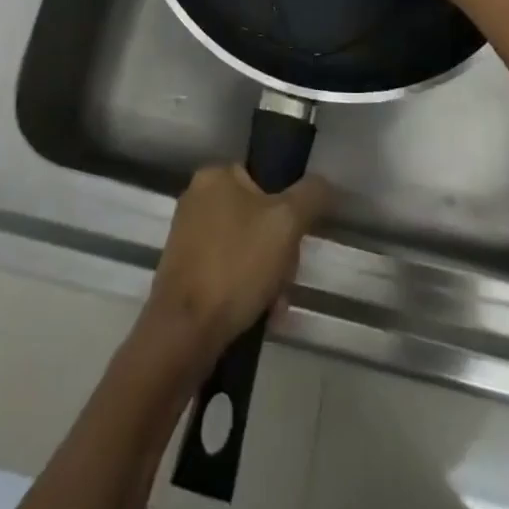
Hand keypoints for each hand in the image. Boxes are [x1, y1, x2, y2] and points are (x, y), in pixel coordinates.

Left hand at [143, 165, 330, 362]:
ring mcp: (188, 238)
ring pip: (247, 250)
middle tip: (286, 279)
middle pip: (259, 219)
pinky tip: (261, 316)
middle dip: (280, 253)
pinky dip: (247, 292)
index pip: (267, 181)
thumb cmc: (235, 265)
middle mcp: (197, 200)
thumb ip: (311, 195)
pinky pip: (229, 273)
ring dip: (268, 278)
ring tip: (275, 306)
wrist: (184, 332)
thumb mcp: (287, 222)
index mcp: (215, 176)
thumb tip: (324, 184)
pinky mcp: (185, 272)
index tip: (297, 240)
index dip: (289, 211)